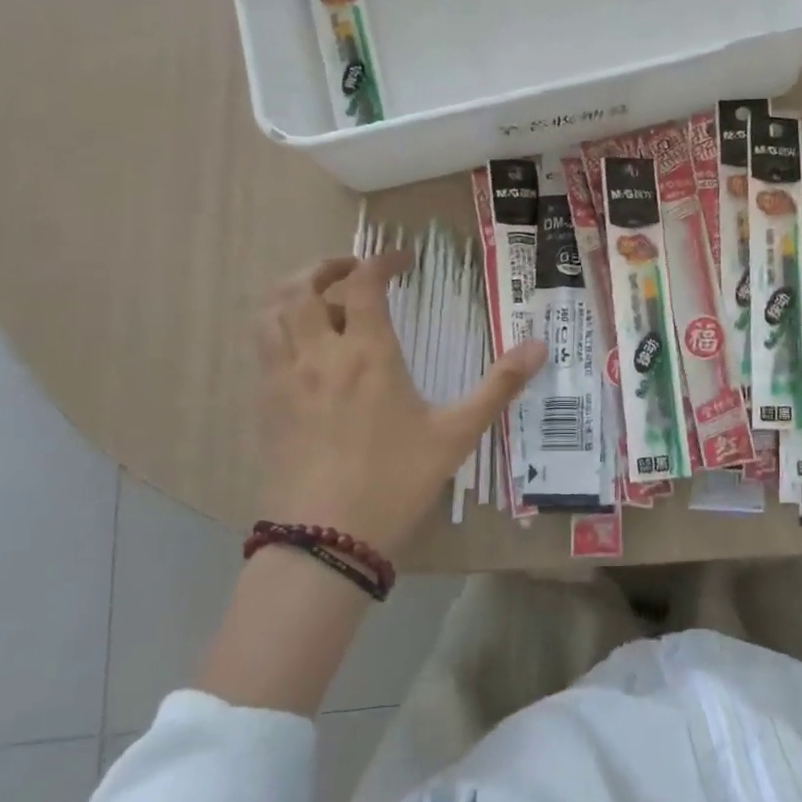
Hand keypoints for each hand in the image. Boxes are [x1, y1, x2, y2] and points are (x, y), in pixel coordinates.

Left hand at [254, 251, 546, 553]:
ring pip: (270, 311)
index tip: (403, 260)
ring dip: (293, 290)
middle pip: (302, 285)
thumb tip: (540, 346)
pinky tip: (301, 344)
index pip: (363, 284)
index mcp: (367, 355)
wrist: (325, 541)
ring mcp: (283, 379)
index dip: (382, 260)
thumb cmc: (396, 482)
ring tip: (319, 296)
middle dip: (327, 266)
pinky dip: (276, 325)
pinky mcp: (264, 405)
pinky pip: (260, 346)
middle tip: (354, 269)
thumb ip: (499, 386)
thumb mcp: (457, 434)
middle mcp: (318, 355)